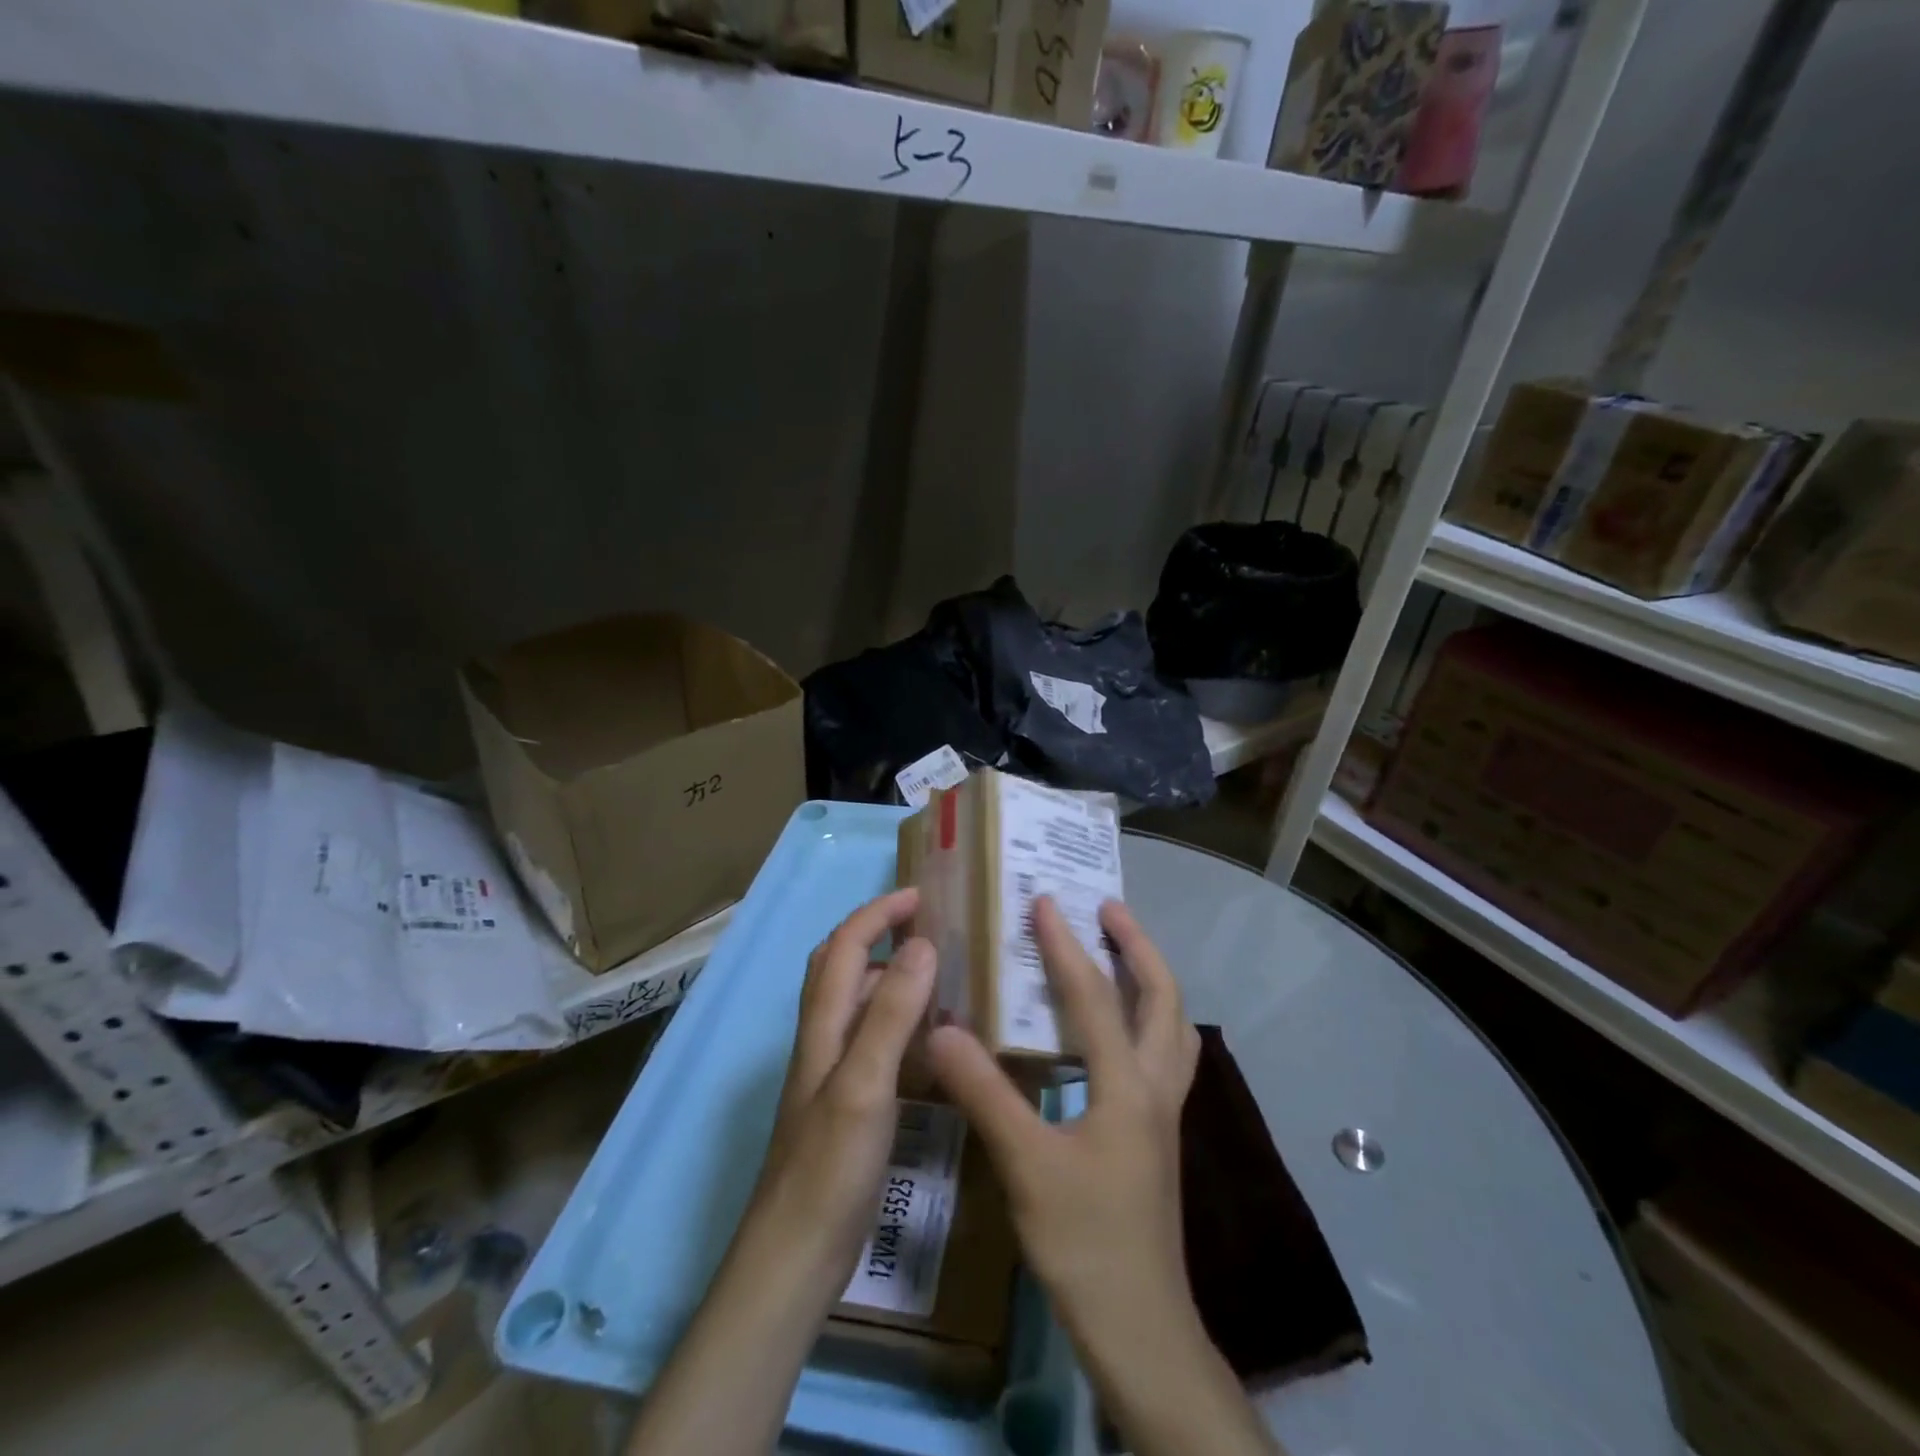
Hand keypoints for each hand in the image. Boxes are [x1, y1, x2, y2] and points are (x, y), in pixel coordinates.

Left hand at [747, 887, 936, 1285]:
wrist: (794, 1257)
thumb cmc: (828, 1167)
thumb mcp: (865, 1084)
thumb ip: (892, 1013)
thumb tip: (923, 945)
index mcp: (823, 1025)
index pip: (845, 945)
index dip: (878, 913)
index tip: (922, 897)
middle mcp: (824, 1038)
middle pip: (842, 967)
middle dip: (879, 935)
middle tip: (931, 930)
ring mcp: (834, 1073)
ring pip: (861, 1004)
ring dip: (893, 978)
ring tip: (943, 977)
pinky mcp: (848, 1104)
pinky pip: (876, 1043)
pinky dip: (902, 1025)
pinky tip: (934, 1042)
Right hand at [928, 898, 1275, 1455]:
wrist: (1139, 1327)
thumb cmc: (1084, 1241)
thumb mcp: (1026, 1165)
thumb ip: (985, 1092)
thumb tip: (940, 1029)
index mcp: (1127, 1085)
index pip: (1095, 997)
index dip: (1066, 946)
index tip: (1044, 902)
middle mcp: (1155, 1087)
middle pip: (1162, 998)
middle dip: (1137, 946)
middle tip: (1107, 908)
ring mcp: (1163, 1112)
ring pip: (1172, 1026)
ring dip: (1150, 979)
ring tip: (1119, 951)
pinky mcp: (1157, 1134)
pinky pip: (1160, 1053)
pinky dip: (1145, 1019)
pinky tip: (1114, 1030)